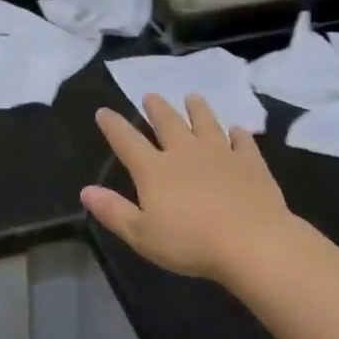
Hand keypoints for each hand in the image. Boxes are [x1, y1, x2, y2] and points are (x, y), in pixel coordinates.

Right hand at [82, 94, 294, 283]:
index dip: (113, 125)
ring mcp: (221, 154)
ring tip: (192, 96)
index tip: (103, 111)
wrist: (252, 242)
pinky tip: (238, 130)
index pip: (127, 141)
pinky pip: (243, 142)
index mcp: (155, 170)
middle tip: (151, 95)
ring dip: (198, 109)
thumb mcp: (141, 235)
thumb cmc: (190, 243)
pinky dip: (238, 134)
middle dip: (157, 108)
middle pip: (168, 123)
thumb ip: (113, 211)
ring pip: (206, 123)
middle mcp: (185, 153)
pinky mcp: (251, 163)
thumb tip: (86, 191)